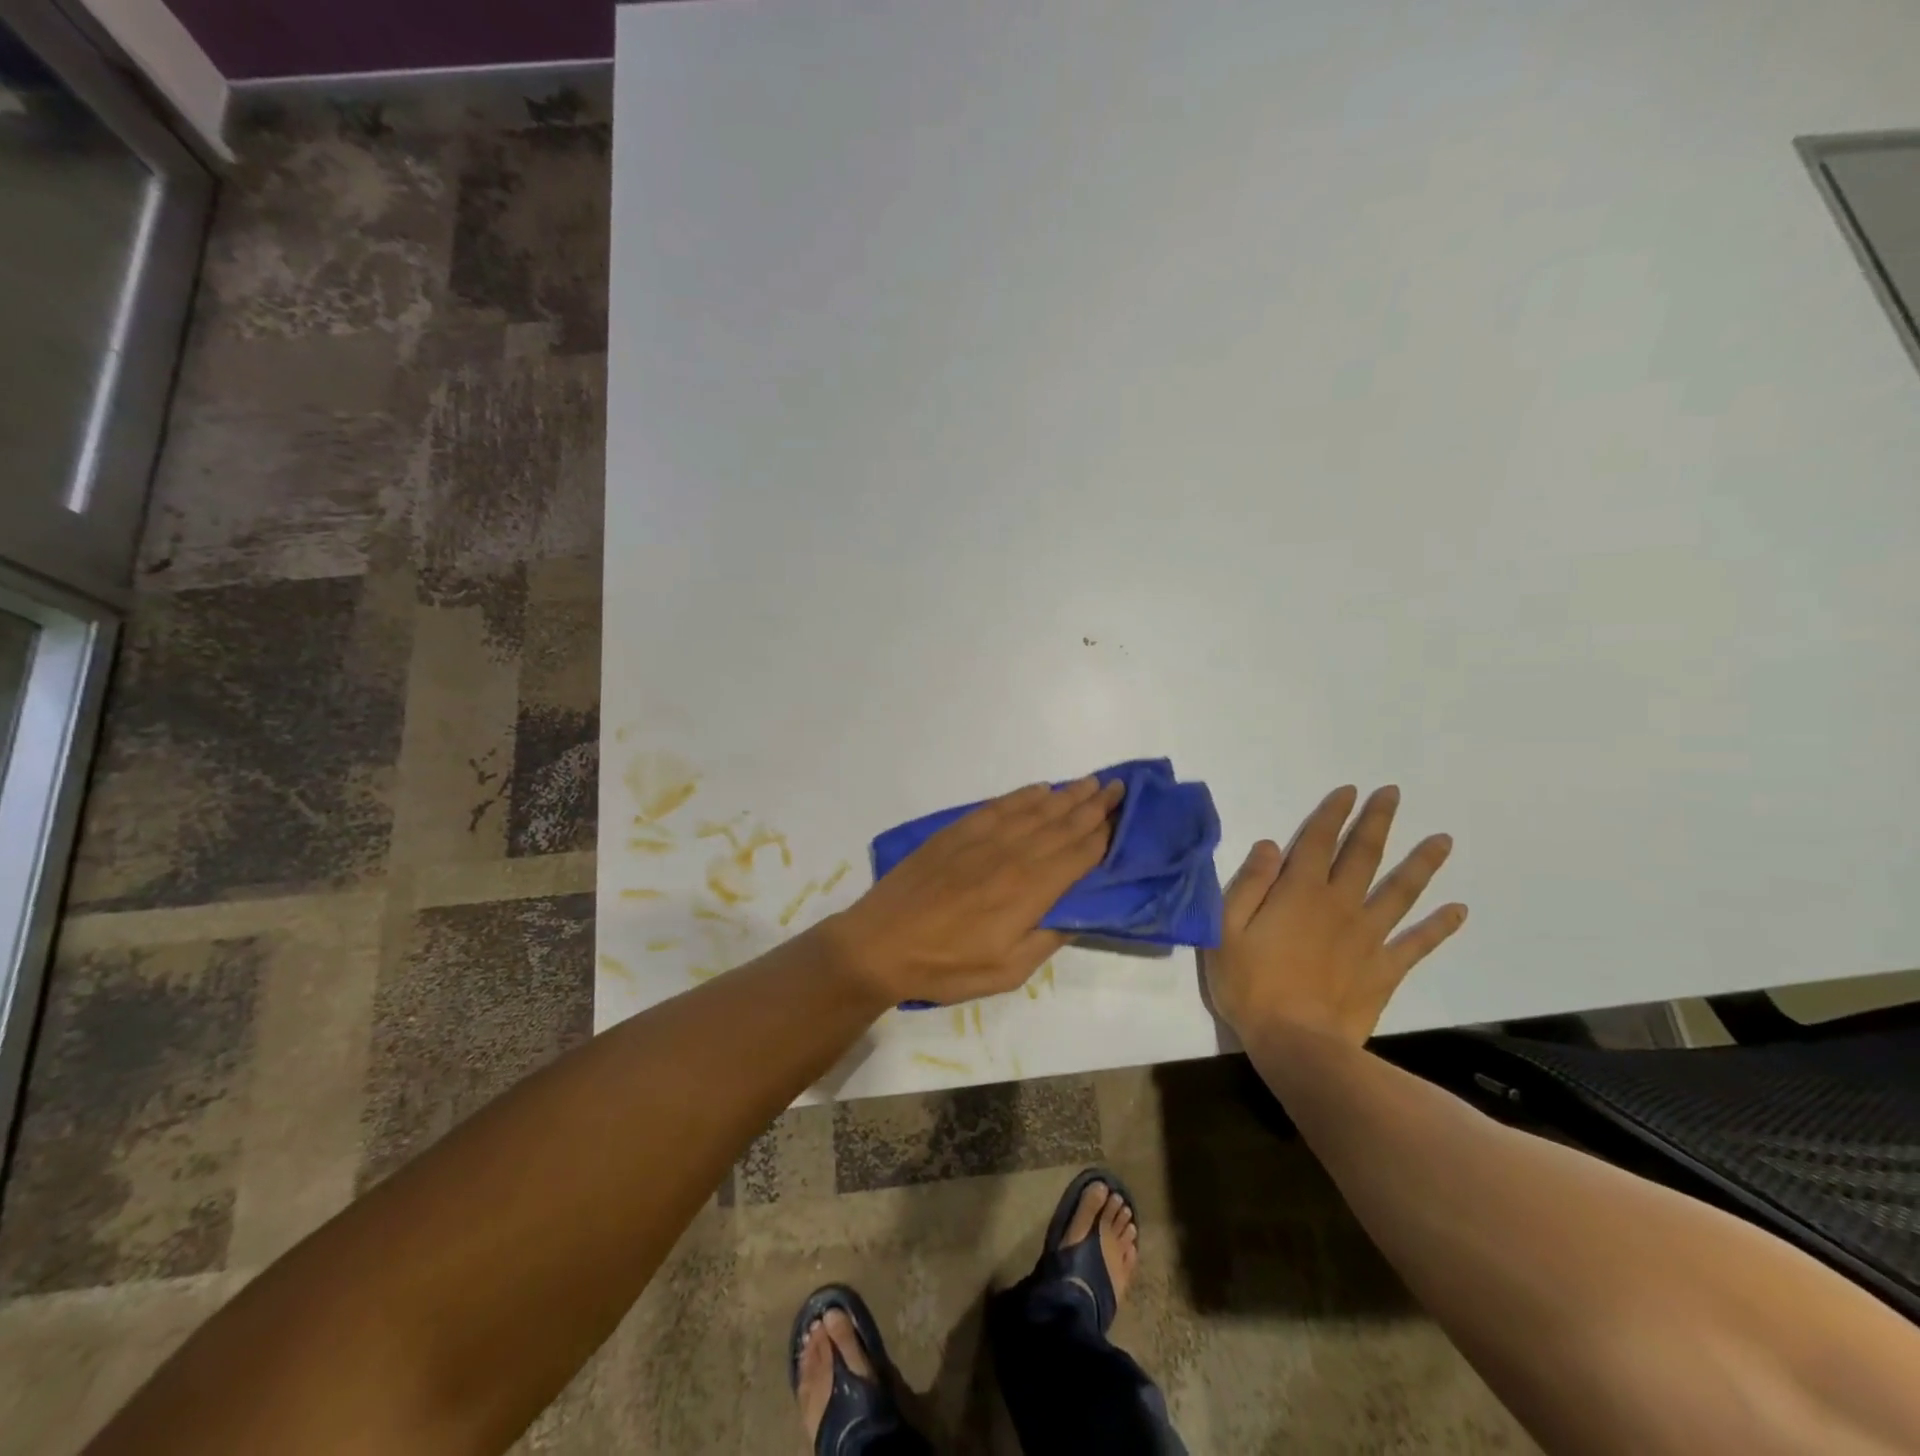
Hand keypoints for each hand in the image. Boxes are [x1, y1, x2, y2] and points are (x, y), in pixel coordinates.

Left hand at [824, 776, 1123, 1005]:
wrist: (880, 943)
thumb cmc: (946, 965)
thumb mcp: (1007, 971)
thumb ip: (1048, 938)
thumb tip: (1079, 912)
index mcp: (1029, 890)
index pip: (1078, 855)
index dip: (1103, 836)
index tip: (1123, 819)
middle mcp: (1013, 855)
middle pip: (1062, 824)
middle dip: (1094, 806)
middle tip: (1118, 787)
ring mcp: (983, 838)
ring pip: (1035, 810)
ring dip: (1066, 795)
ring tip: (1090, 782)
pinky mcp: (957, 831)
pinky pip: (999, 805)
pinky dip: (1023, 795)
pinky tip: (1039, 789)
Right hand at [1205, 784, 1465, 1046]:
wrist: (1297, 1044)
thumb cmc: (1251, 985)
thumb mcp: (1227, 929)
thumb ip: (1249, 884)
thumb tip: (1270, 845)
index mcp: (1299, 892)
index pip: (1317, 841)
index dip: (1333, 813)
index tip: (1349, 790)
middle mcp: (1340, 904)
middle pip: (1363, 855)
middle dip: (1377, 821)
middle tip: (1394, 794)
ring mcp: (1368, 936)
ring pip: (1401, 891)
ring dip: (1422, 864)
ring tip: (1443, 840)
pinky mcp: (1385, 969)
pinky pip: (1417, 943)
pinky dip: (1439, 926)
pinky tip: (1459, 910)